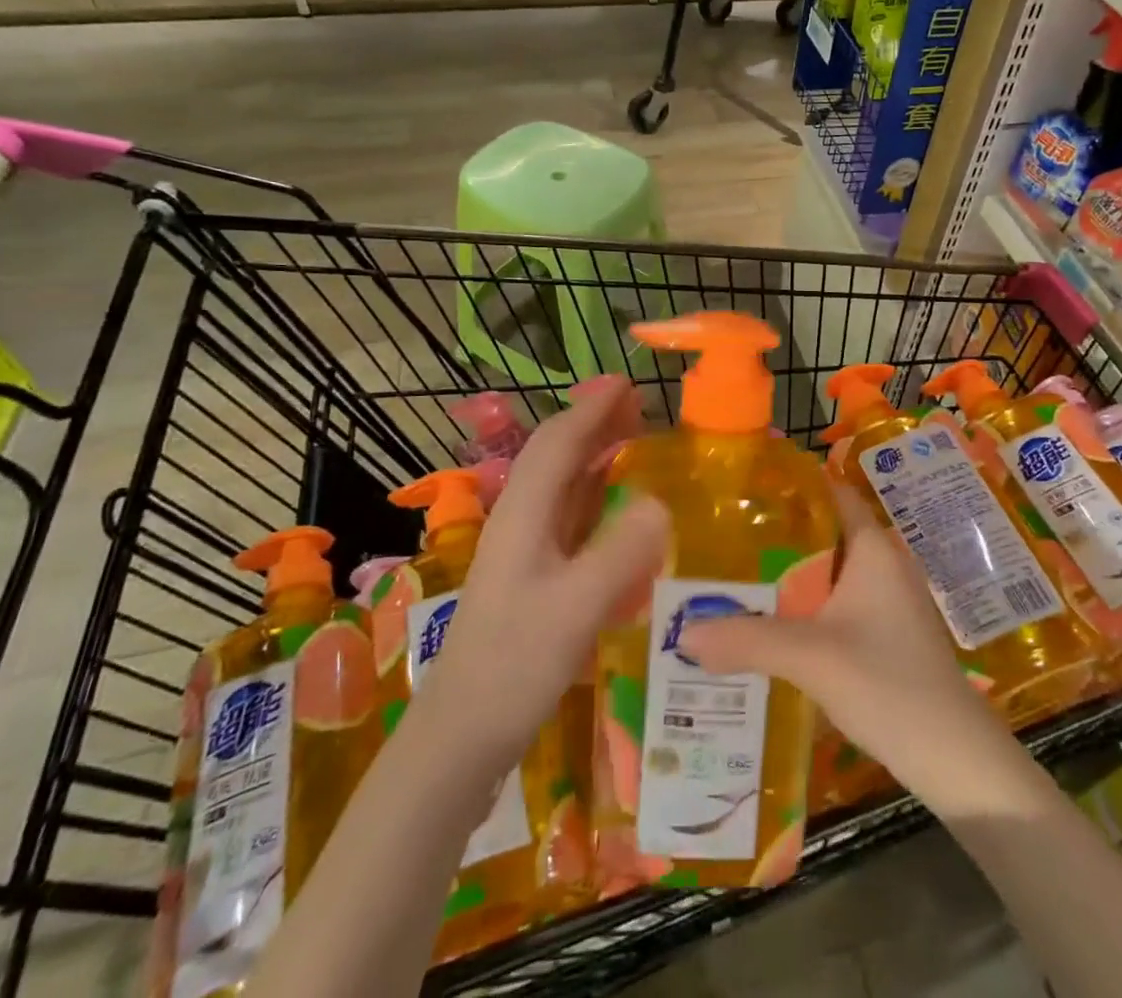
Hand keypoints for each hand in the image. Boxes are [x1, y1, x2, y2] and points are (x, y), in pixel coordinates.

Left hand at [414, 376, 669, 767]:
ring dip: (596, 458)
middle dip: (595, 425)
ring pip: (562, 487)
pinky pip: (569, 521)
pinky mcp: (533, 580)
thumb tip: (661, 501)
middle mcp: (522, 522)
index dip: (591, 409)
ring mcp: (525, 552)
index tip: (627, 384)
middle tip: (640, 408)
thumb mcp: (574, 610)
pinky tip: (618, 512)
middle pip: (557, 457)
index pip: (558, 442)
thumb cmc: (513, 667)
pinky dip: (595, 500)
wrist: (460, 738)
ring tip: (634, 444)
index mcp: (524, 514)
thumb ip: (619, 554)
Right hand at [677, 487, 1010, 800]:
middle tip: (721, 536)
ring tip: (732, 577)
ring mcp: (887, 601)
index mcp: (873, 548)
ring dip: (787, 575)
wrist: (954, 757)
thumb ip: (748, 640)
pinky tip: (768, 625)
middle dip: (776, 535)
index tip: (743, 487)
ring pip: (827, 572)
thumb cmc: (889, 684)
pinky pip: (835, 603)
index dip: (791, 484)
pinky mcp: (885, 634)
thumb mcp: (812, 658)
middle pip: (823, 532)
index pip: (831, 492)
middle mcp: (882, 564)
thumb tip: (682, 633)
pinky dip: (803, 606)